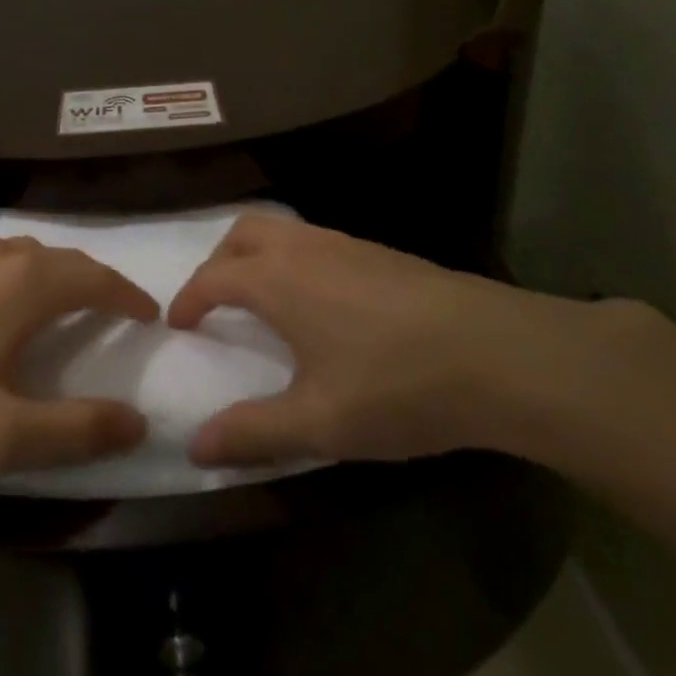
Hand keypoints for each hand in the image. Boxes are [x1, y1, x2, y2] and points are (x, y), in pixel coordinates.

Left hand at [0, 237, 158, 482]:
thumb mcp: (0, 435)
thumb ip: (76, 430)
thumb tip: (137, 422)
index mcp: (25, 285)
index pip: (97, 279)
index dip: (129, 297)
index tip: (150, 316)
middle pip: (66, 260)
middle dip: (98, 283)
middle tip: (116, 314)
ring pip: (27, 255)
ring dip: (58, 277)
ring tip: (66, 309)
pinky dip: (21, 278)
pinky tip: (1, 309)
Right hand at [167, 213, 626, 467]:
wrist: (496, 354)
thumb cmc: (395, 386)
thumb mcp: (318, 422)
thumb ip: (252, 432)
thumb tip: (194, 446)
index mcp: (277, 280)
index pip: (213, 277)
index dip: (189, 298)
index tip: (179, 322)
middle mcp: (305, 249)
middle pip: (243, 232)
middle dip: (218, 260)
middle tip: (215, 300)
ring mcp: (347, 244)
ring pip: (283, 229)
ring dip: (258, 254)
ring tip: (262, 298)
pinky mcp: (381, 252)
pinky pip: (317, 240)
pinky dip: (295, 257)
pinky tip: (321, 300)